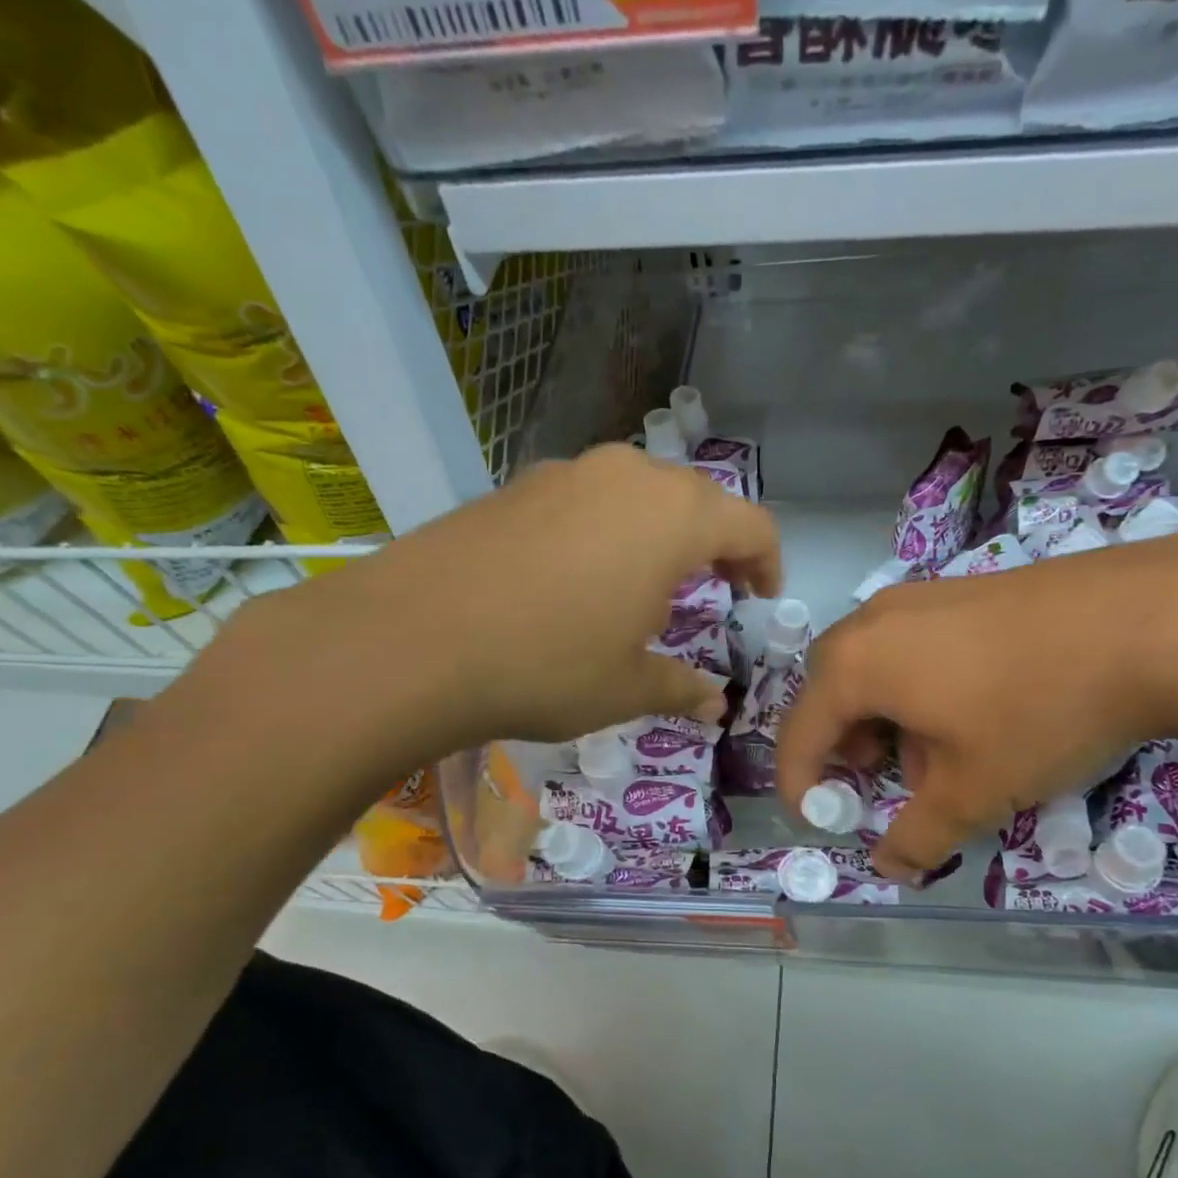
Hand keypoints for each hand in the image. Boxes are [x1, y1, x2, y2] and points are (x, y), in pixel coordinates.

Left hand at [202, 445, 781, 770]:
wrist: (411, 639)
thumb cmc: (547, 664)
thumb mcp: (626, 687)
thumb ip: (681, 687)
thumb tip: (714, 704)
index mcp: (673, 516)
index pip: (751, 524)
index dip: (766, 563)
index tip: (758, 600)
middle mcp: (627, 475)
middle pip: (696, 500)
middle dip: (713, 547)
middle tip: (708, 595)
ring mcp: (566, 472)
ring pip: (638, 494)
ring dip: (657, 536)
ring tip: (639, 590)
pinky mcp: (517, 485)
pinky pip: (586, 499)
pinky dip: (605, 531)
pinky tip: (574, 581)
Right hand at [774, 535, 1177, 880]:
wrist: (1146, 622)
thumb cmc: (1036, 711)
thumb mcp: (973, 791)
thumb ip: (918, 837)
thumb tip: (889, 868)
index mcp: (856, 664)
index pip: (799, 732)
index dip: (800, 784)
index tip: (818, 821)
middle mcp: (874, 621)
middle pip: (832, 691)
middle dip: (843, 744)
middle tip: (876, 780)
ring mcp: (921, 597)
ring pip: (877, 666)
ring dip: (886, 717)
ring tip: (937, 755)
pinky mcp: (965, 590)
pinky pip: (915, 645)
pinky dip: (920, 687)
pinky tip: (976, 712)